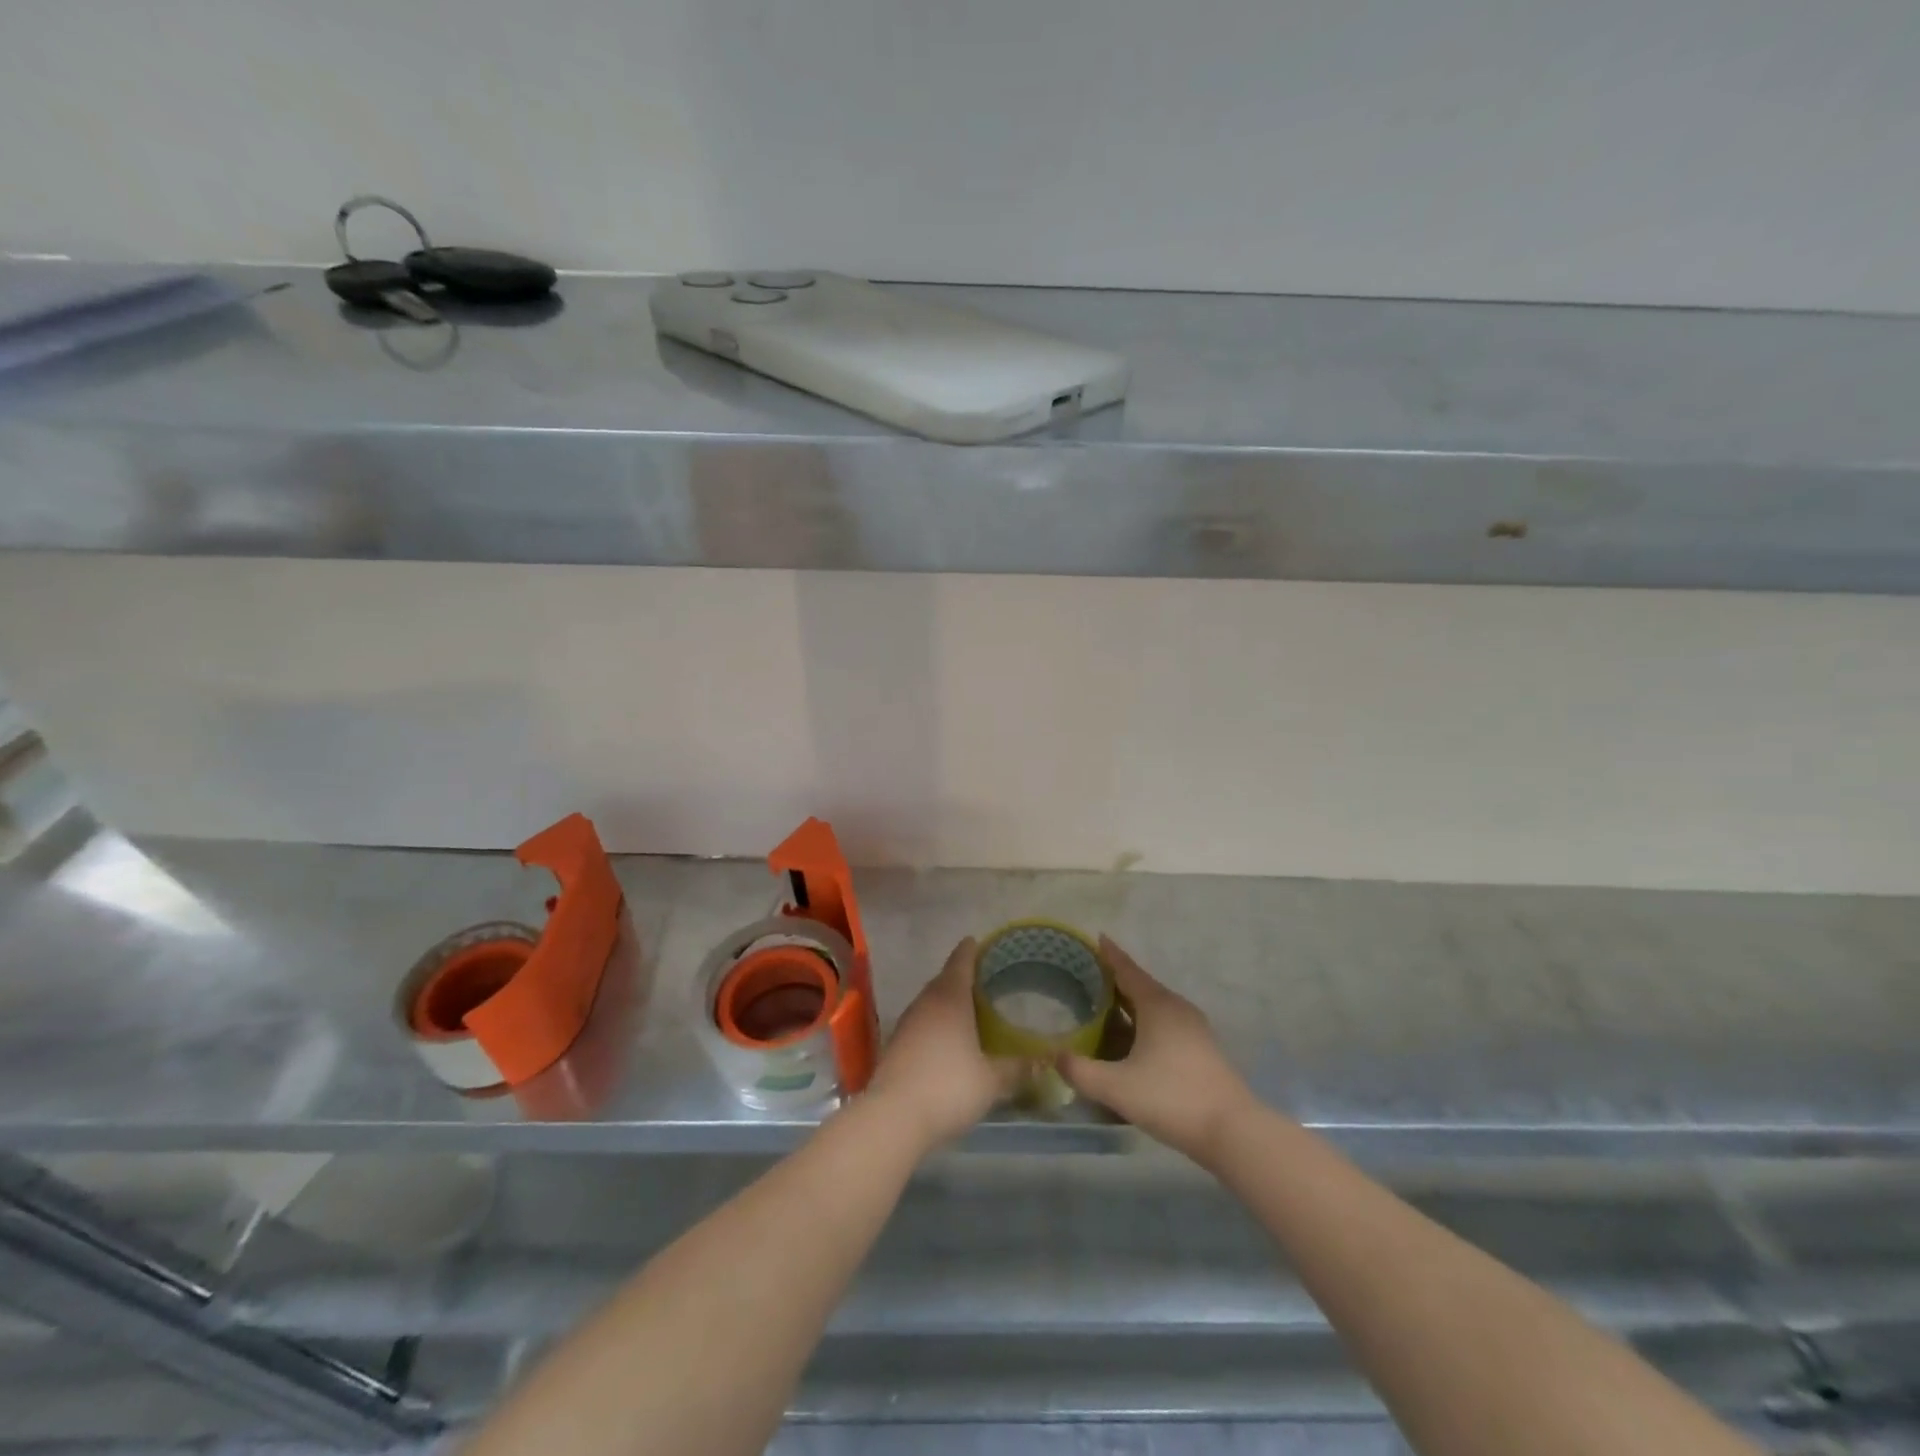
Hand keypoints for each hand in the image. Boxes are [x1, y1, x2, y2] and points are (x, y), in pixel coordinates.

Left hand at [866, 938, 1021, 1151]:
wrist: (893, 1117)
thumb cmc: (948, 1087)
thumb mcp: (991, 1081)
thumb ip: (1017, 1069)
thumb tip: (1043, 1062)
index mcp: (950, 998)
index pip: (961, 962)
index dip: (970, 950)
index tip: (977, 941)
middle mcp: (926, 1003)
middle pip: (943, 980)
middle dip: (960, 977)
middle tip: (981, 978)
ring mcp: (907, 1024)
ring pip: (930, 1002)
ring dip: (946, 1001)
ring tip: (967, 1008)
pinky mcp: (895, 1046)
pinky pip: (921, 1023)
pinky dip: (935, 1024)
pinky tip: (947, 1040)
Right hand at [1058, 936, 1257, 1165]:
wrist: (1233, 1131)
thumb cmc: (1172, 1098)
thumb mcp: (1117, 1087)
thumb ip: (1080, 1071)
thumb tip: (1054, 1056)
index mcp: (1157, 1005)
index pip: (1128, 970)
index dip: (1109, 954)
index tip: (1096, 937)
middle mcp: (1177, 1008)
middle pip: (1141, 986)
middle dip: (1115, 980)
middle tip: (1087, 977)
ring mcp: (1193, 1029)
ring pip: (1154, 1007)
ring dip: (1130, 1004)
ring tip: (1104, 1008)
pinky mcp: (1201, 1049)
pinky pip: (1165, 1024)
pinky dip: (1143, 1023)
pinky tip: (1131, 1041)